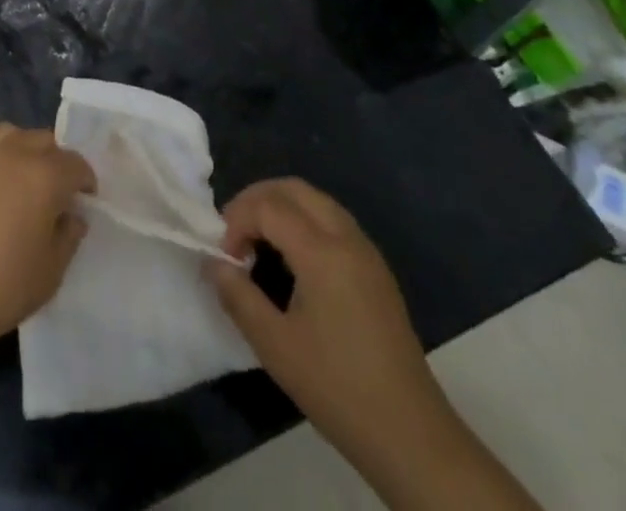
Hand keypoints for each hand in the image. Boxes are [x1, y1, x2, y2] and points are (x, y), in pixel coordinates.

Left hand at [0, 124, 96, 352]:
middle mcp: (12, 153)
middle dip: (55, 160)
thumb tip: (72, 216)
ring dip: (20, 148)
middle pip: (42, 140)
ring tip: (19, 175)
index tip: (85, 199)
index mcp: (44, 175)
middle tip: (54, 190)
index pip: (75, 163)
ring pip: (7, 134)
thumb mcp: (52, 271)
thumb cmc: (5, 286)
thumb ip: (69, 236)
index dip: (85, 180)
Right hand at [208, 179, 443, 462]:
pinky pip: (333, 220)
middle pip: (293, 189)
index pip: (267, 206)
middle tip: (234, 232)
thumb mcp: (274, 345)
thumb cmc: (337, 387)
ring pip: (316, 200)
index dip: (237, 221)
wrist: (411, 436)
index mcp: (322, 251)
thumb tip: (213, 263)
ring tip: (258, 241)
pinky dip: (303, 220)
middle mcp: (347, 238)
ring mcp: (366, 252)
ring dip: (281, 206)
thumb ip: (237, 296)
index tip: (225, 257)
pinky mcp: (376, 270)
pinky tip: (292, 258)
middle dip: (256, 200)